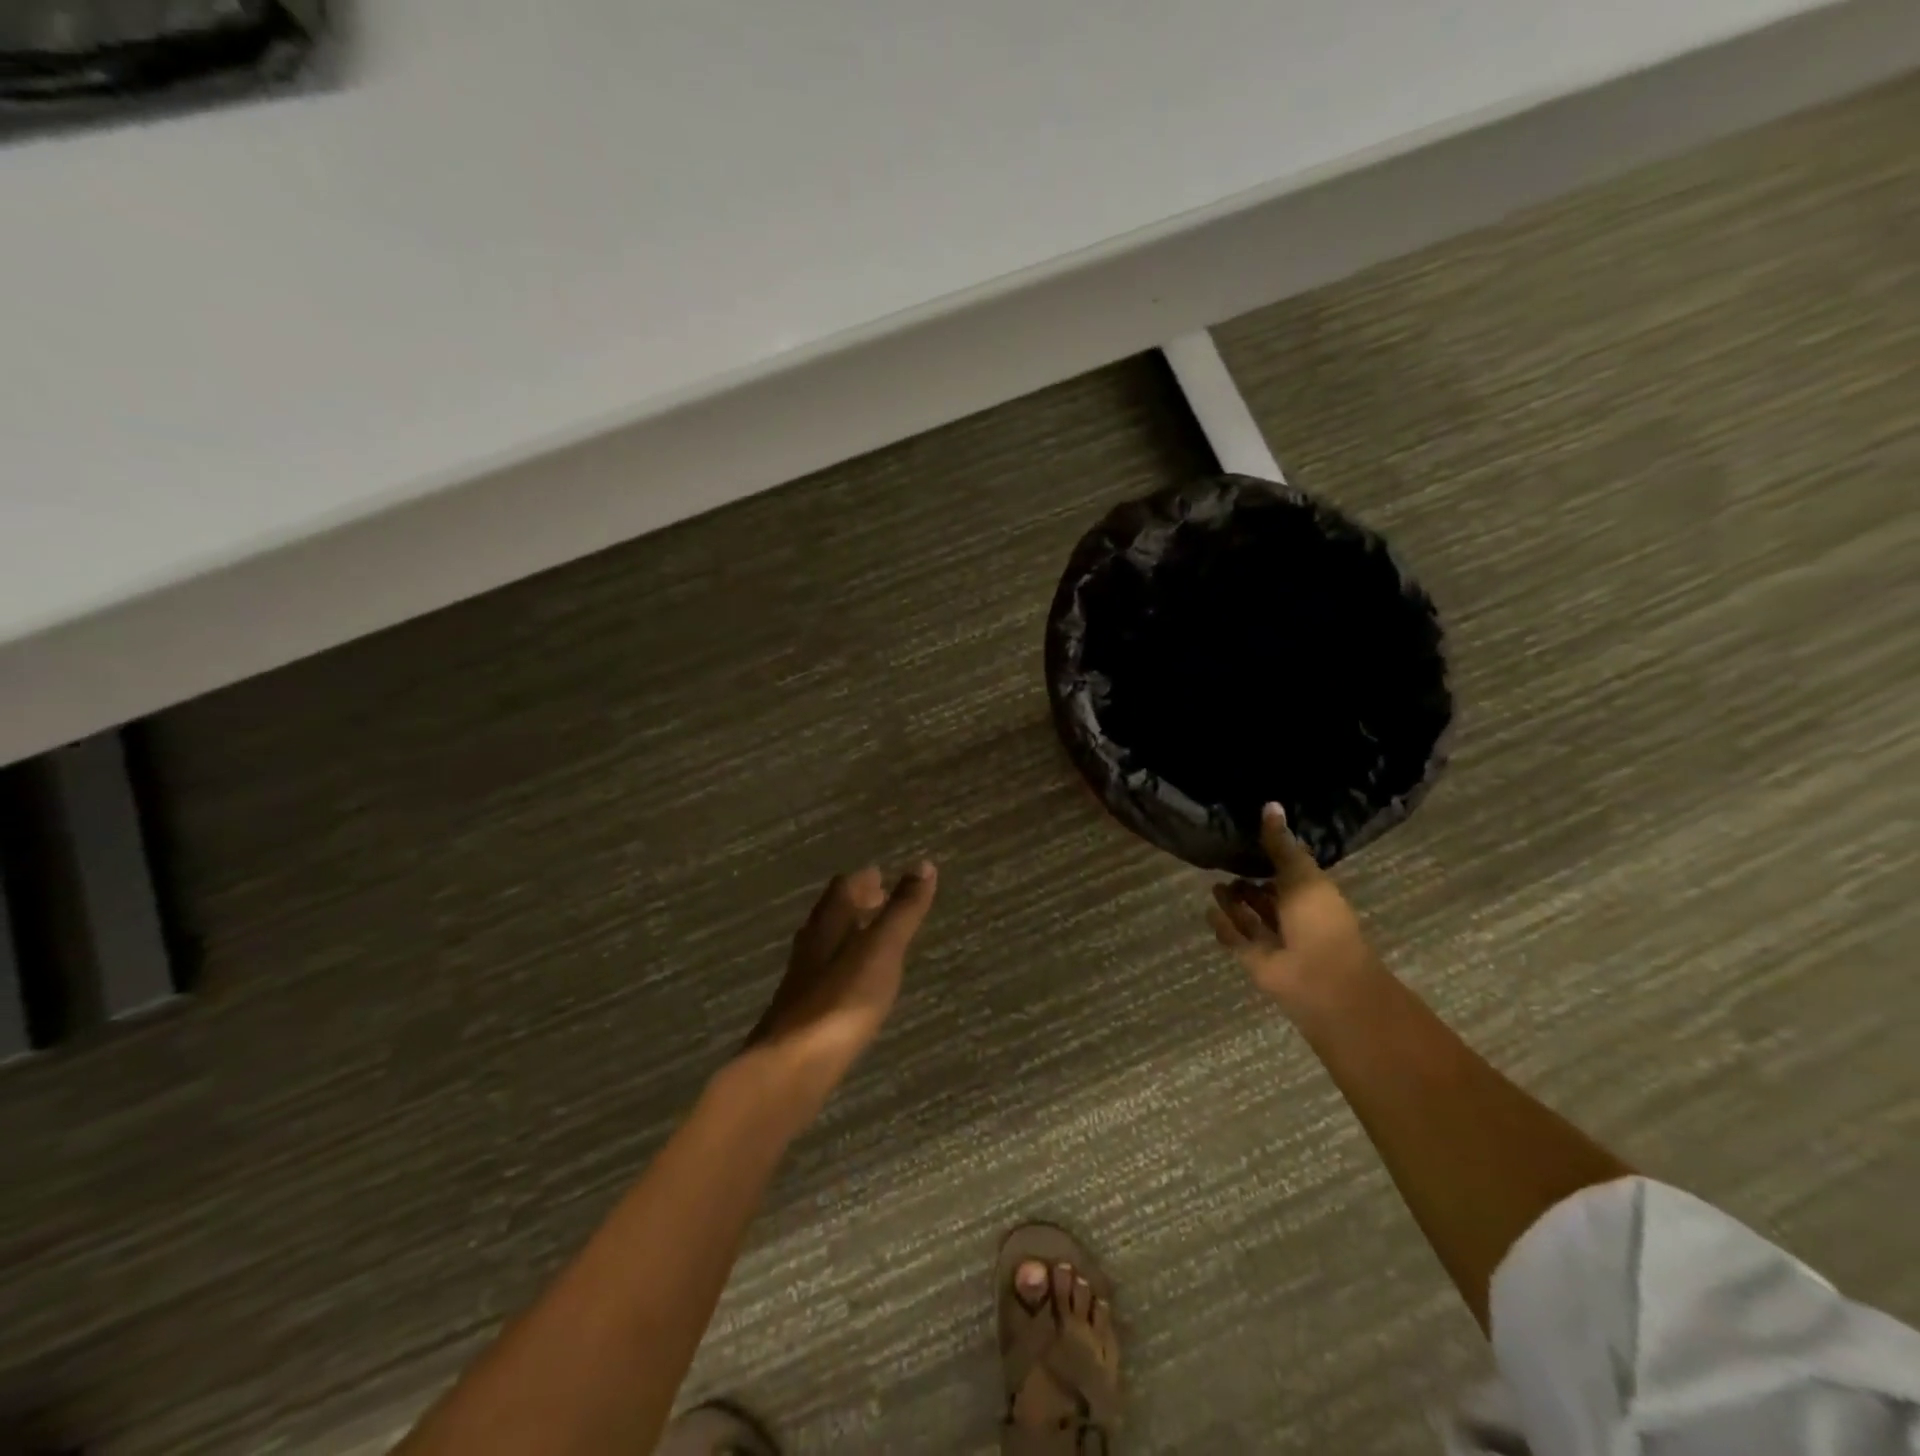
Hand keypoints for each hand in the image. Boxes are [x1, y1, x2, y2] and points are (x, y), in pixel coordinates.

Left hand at [744, 862, 937, 1098]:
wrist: (792, 1067)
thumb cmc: (842, 1001)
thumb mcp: (881, 950)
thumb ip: (902, 910)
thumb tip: (924, 864)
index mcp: (827, 924)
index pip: (843, 888)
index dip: (863, 879)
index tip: (883, 876)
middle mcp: (810, 946)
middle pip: (831, 914)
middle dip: (855, 904)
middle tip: (881, 901)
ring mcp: (802, 980)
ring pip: (826, 944)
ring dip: (848, 934)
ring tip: (873, 940)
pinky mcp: (802, 1012)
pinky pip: (825, 975)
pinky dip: (843, 966)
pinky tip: (854, 985)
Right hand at [1207, 804, 1379, 1021]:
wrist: (1321, 978)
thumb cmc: (1320, 921)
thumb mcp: (1301, 875)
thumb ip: (1281, 845)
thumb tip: (1270, 804)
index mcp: (1312, 895)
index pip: (1290, 873)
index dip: (1273, 859)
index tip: (1251, 841)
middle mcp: (1293, 918)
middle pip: (1268, 898)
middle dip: (1250, 884)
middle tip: (1227, 864)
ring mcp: (1274, 940)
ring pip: (1249, 918)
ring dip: (1234, 904)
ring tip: (1214, 884)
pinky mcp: (1254, 959)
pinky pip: (1235, 938)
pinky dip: (1223, 926)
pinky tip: (1208, 911)